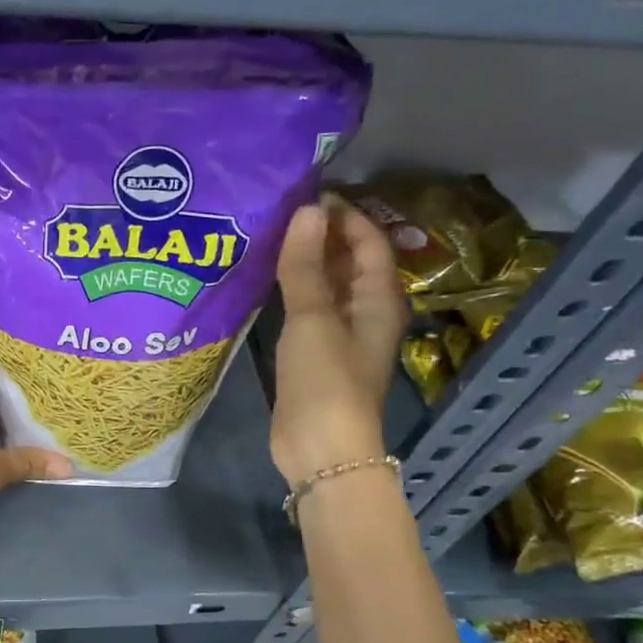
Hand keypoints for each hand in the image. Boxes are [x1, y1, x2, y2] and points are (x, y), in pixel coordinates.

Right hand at [269, 196, 407, 482]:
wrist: (320, 449)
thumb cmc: (325, 381)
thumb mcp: (313, 318)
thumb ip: (307, 266)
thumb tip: (306, 210)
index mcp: (378, 299)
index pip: (368, 241)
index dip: (342, 214)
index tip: (302, 193)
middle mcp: (364, 311)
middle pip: (349, 260)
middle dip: (320, 234)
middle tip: (277, 210)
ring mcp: (339, 334)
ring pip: (326, 284)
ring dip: (304, 261)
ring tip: (266, 235)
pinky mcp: (315, 353)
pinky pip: (307, 308)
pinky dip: (291, 289)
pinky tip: (263, 278)